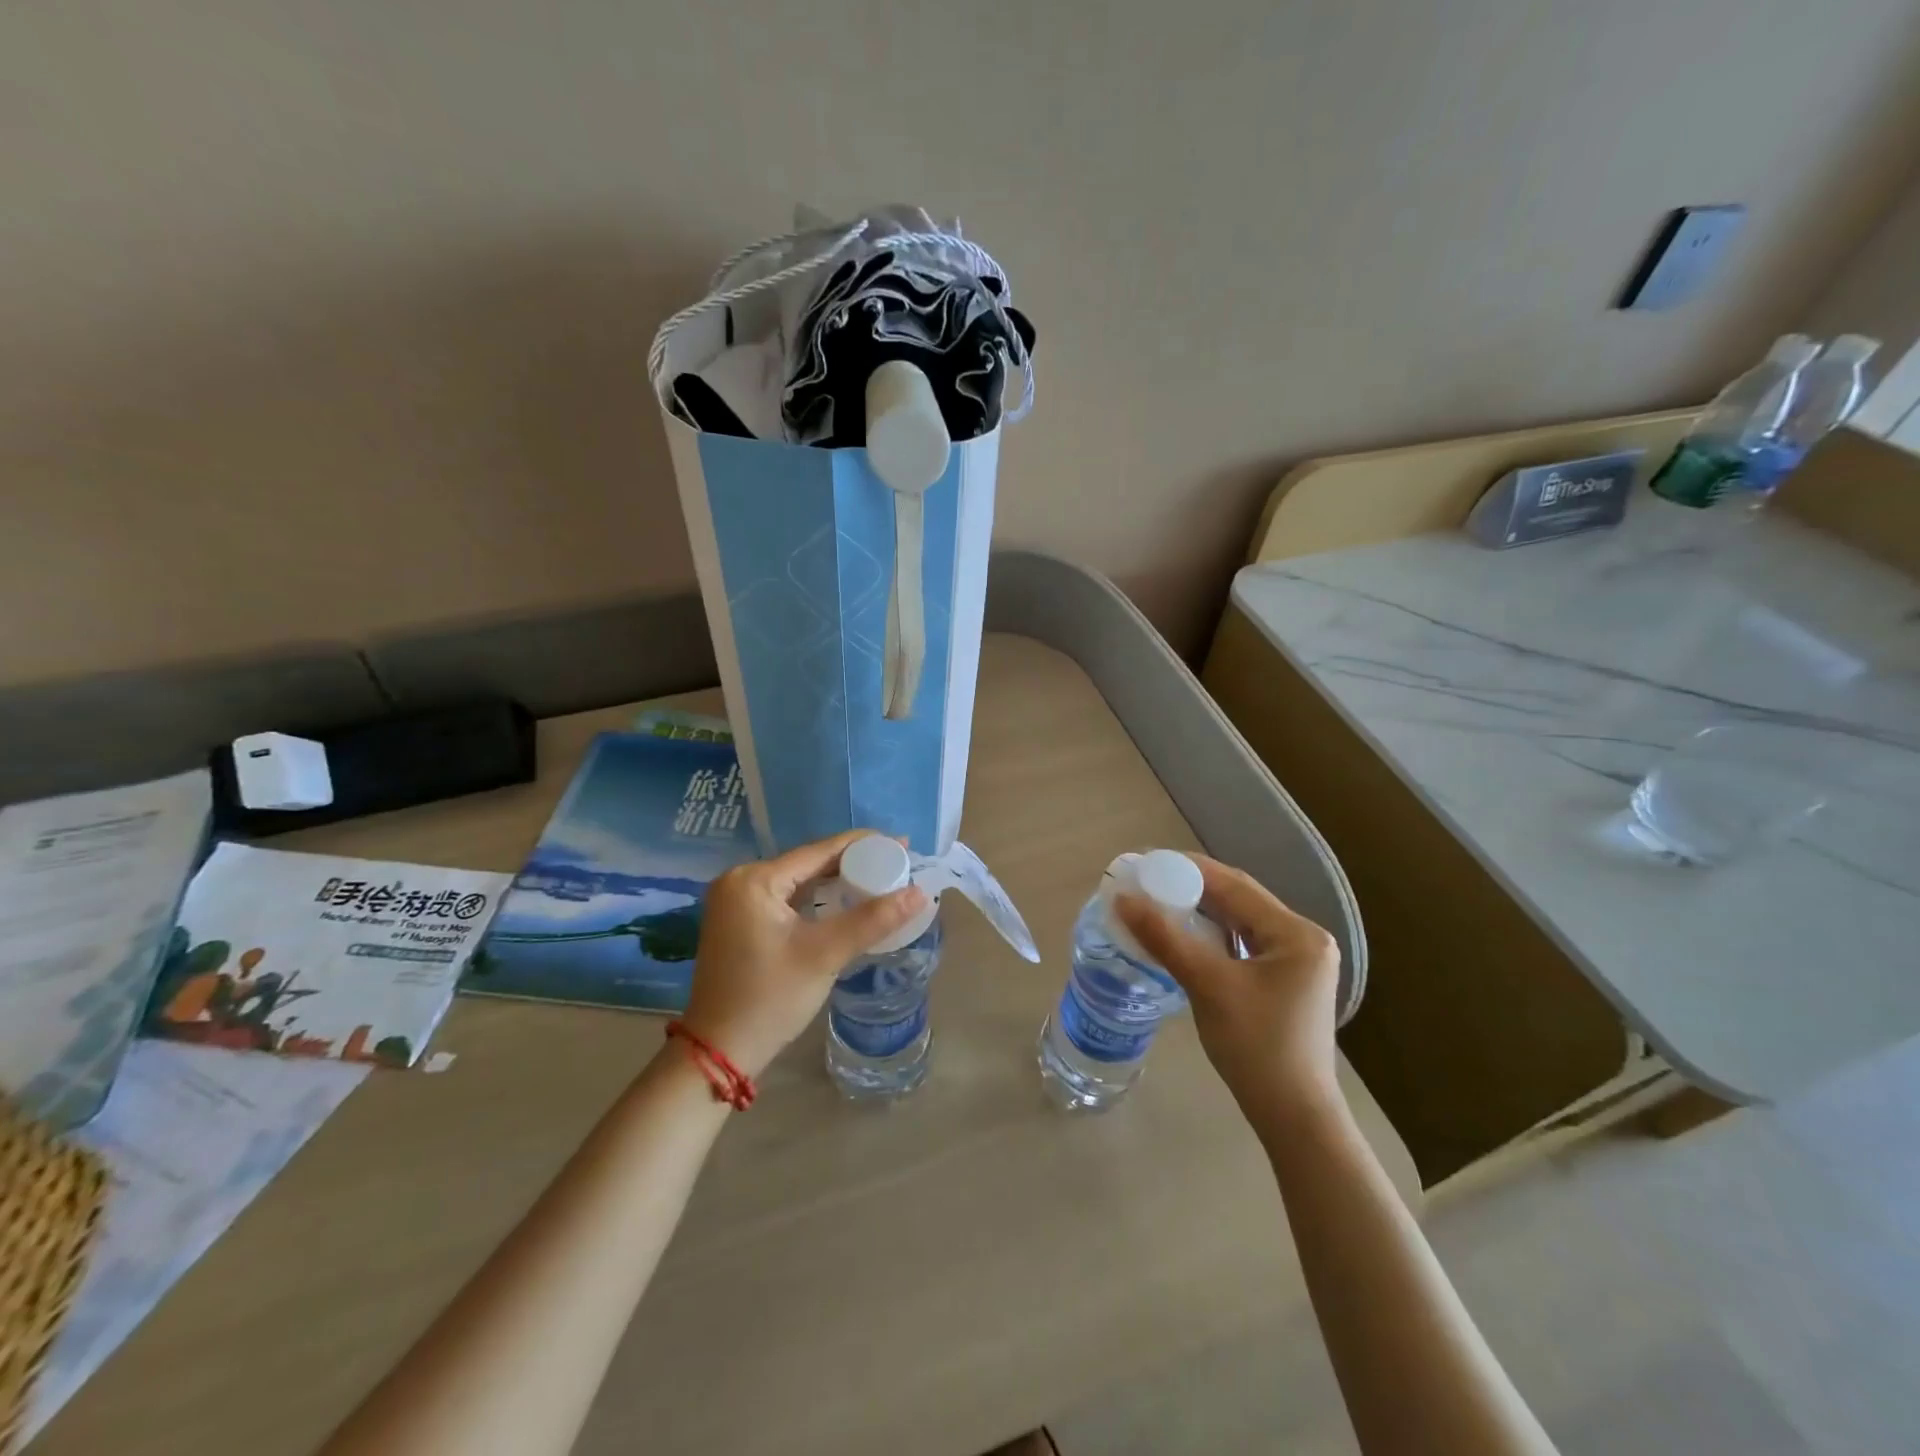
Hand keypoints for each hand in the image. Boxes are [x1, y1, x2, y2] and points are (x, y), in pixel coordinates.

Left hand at [679, 830, 927, 1077]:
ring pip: (799, 881)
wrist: (720, 1053)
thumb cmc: (770, 998)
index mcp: (754, 879)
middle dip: (853, 864)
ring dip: (836, 881)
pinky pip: (787, 898)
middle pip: (809, 862)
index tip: (902, 844)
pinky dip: (817, 899)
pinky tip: (844, 902)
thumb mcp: (825, 954)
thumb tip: (919, 893)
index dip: (864, 845)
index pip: (819, 850)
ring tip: (879, 880)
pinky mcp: (739, 921)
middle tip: (896, 865)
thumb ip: (872, 919)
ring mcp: (736, 902)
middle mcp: (740, 880)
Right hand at [1116, 856, 1340, 1121]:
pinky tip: (1184, 935)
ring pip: (1240, 921)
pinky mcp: (1286, 981)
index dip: (1188, 869)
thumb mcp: (1207, 985)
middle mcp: (1303, 939)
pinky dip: (1213, 935)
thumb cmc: (1256, 1047)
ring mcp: (1297, 962)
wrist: (1294, 1117)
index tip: (1147, 862)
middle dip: (1192, 888)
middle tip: (1148, 881)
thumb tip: (1122, 900)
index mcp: (1296, 933)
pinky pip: (1244, 944)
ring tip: (1159, 902)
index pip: (1235, 885)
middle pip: (1239, 899)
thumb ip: (1165, 938)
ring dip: (1201, 911)